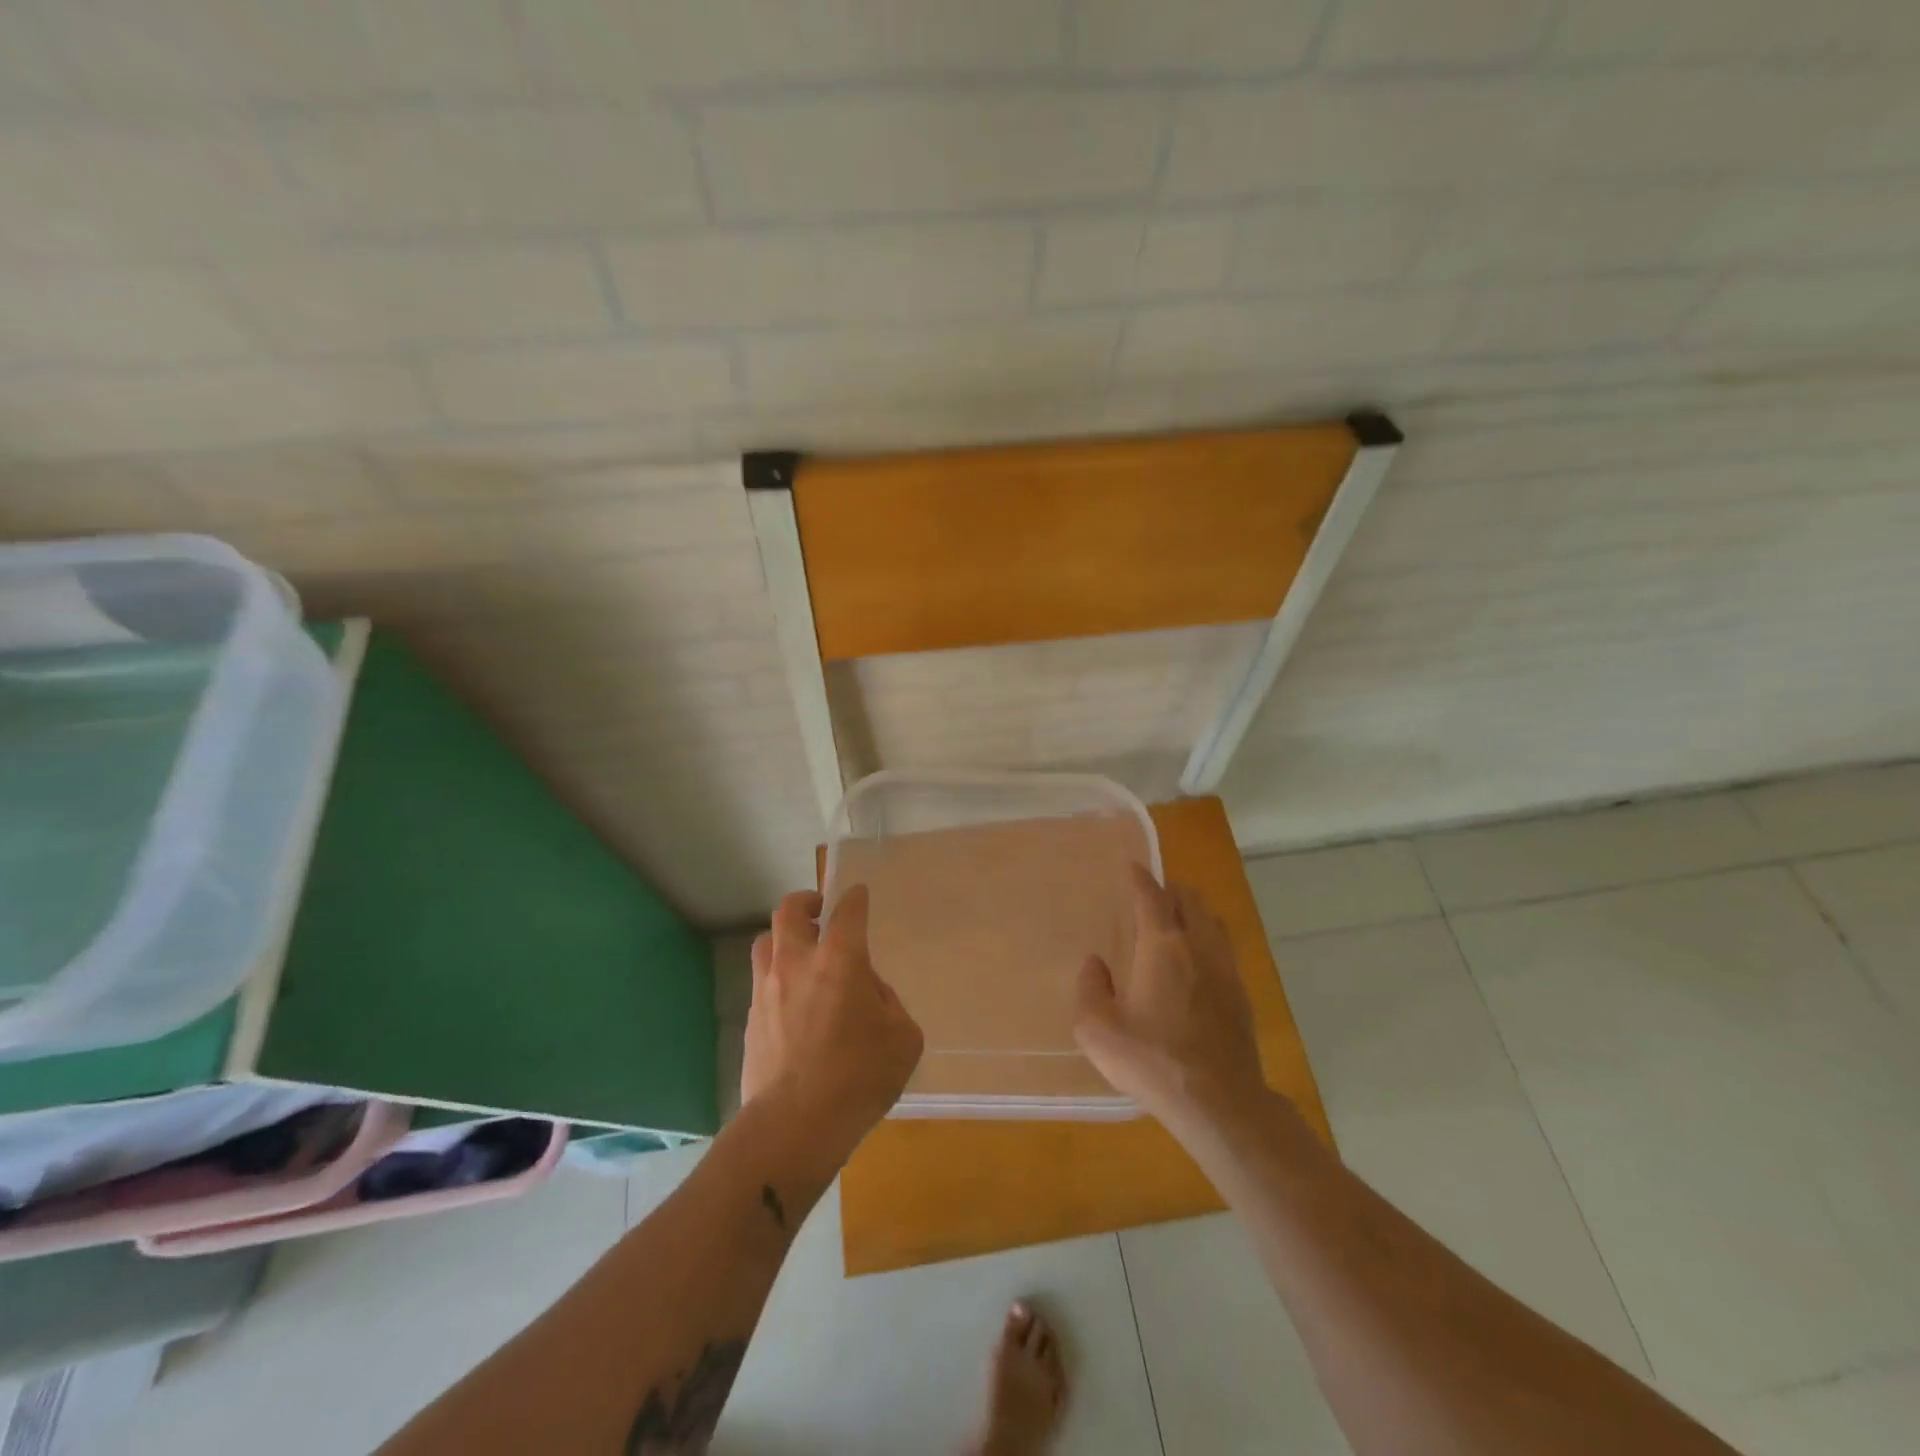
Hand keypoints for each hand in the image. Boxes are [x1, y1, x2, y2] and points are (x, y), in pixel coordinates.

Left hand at [741, 887, 923, 1159]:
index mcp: (840, 959)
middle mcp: (797, 962)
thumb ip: (888, 1003)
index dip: (854, 898)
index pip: (847, 910)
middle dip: (806, 902)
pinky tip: (793, 1002)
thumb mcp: (902, 1038)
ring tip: (801, 953)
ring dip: (784, 938)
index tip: (858, 895)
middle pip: (789, 910)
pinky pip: (761, 980)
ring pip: (765, 941)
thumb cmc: (859, 1077)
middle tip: (820, 911)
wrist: (793, 1125)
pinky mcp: (751, 1019)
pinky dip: (777, 977)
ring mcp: (767, 989)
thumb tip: (868, 992)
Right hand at [1073, 866, 1268, 1132]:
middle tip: (1151, 894)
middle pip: (1189, 900)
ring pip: (1212, 921)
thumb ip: (1090, 988)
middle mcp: (1198, 946)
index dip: (1139, 877)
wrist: (1219, 1102)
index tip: (1131, 865)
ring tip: (1177, 919)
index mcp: (1162, 945)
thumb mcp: (1097, 1029)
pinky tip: (1198, 960)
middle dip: (1169, 889)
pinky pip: (1224, 948)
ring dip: (1193, 911)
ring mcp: (1225, 969)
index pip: (1151, 896)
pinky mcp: (1241, 994)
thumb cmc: (1152, 1060)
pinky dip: (1208, 938)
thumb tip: (1096, 964)